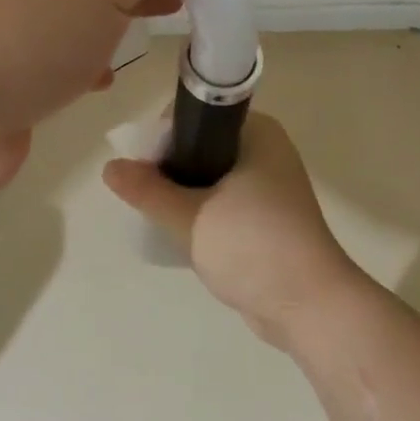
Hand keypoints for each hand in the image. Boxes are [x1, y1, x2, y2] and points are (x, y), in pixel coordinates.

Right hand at [103, 113, 369, 345]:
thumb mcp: (191, 217)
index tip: (142, 167)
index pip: (196, 115)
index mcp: (257, 132)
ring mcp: (269, 186)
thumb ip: (148, 191)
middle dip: (169, 168)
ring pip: (210, 176)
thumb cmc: (254, 247)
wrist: (310, 306)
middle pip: (201, 145)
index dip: (163, 135)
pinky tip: (182, 234)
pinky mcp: (267, 217)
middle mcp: (266, 150)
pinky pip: (223, 202)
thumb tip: (109, 167)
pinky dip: (201, 212)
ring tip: (159, 216)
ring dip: (183, 193)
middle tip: (146, 197)